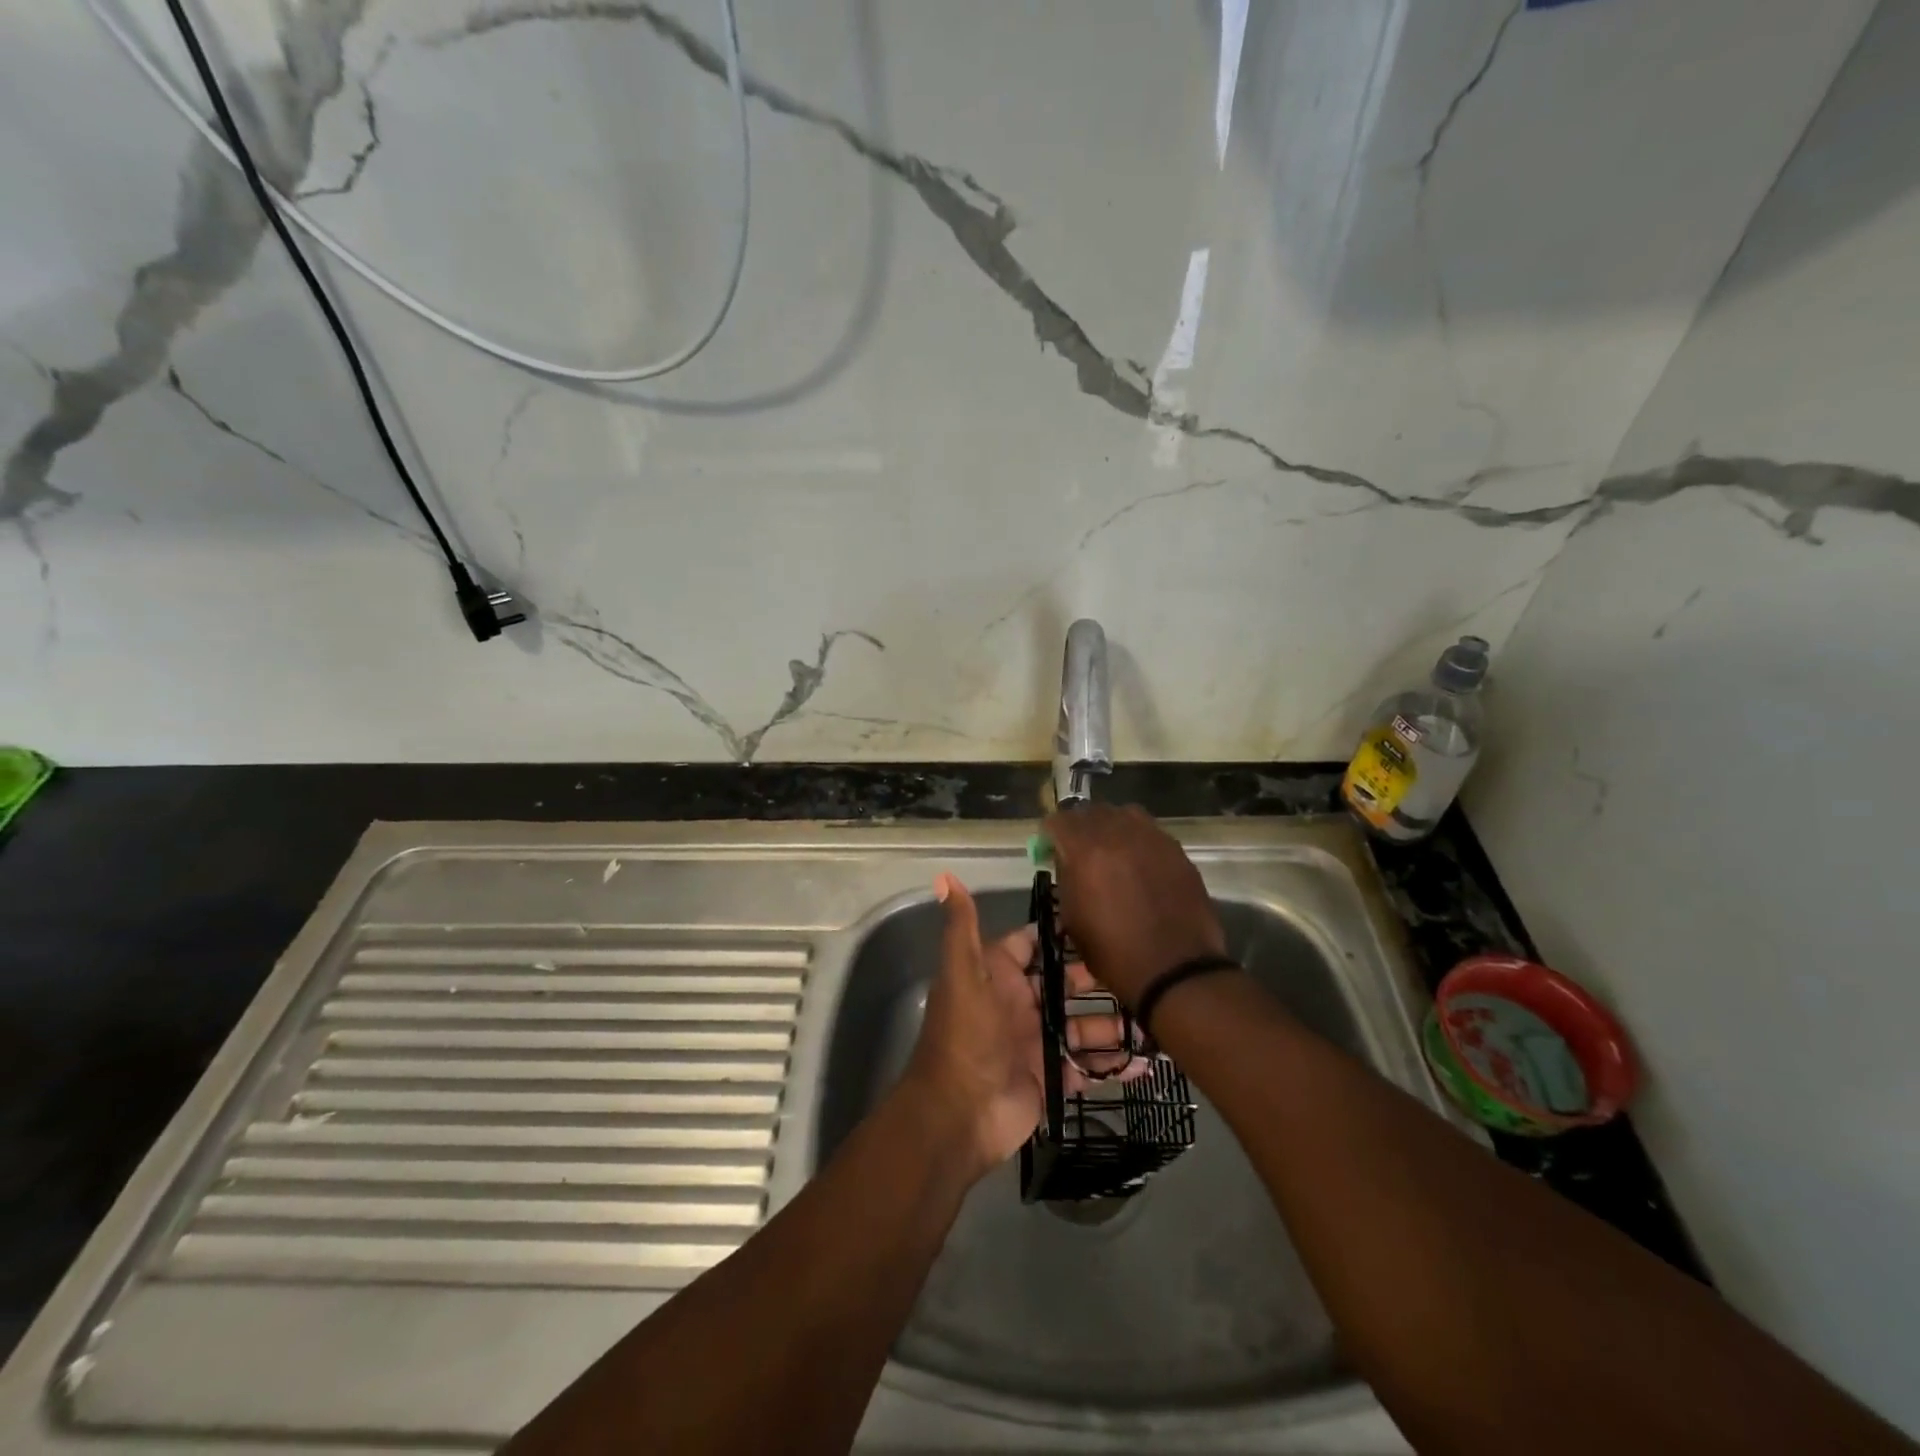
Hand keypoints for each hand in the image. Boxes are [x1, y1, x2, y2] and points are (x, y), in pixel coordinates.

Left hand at [900, 873, 1141, 1182]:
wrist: (958, 1116)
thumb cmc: (966, 1037)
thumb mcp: (963, 975)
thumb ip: (961, 928)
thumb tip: (945, 876)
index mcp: (999, 977)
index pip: (1033, 945)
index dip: (1063, 934)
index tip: (1105, 919)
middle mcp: (1020, 1005)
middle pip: (1066, 985)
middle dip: (1100, 979)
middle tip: (1143, 971)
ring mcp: (1037, 1044)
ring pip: (1082, 1027)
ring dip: (1115, 1023)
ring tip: (1157, 1016)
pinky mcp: (1051, 1079)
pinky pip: (1088, 1067)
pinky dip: (1114, 1065)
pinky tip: (1148, 1061)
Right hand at [1043, 804, 1226, 1007]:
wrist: (1175, 969)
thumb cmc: (1114, 953)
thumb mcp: (1073, 919)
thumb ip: (1067, 879)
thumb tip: (1067, 861)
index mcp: (1086, 851)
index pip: (1059, 821)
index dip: (1050, 834)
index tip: (1049, 849)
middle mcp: (1118, 834)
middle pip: (1091, 811)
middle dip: (1080, 826)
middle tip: (1078, 849)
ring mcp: (1152, 838)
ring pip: (1124, 814)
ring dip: (1112, 826)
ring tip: (1111, 850)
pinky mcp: (1176, 850)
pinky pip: (1150, 832)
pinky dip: (1138, 840)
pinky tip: (1139, 864)